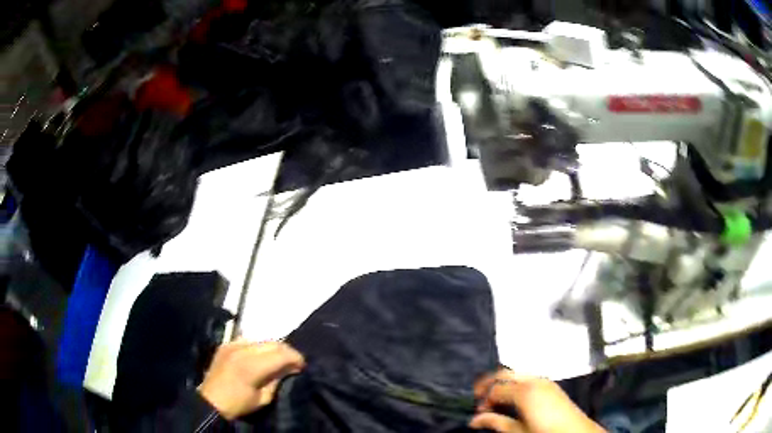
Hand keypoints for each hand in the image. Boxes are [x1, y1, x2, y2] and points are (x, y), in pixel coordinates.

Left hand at [198, 341, 304, 419]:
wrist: (211, 401)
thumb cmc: (239, 404)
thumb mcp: (263, 398)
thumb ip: (277, 380)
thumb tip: (289, 369)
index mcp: (252, 365)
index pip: (281, 354)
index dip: (296, 358)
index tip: (302, 366)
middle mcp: (243, 349)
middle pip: (273, 343)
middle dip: (287, 351)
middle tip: (293, 363)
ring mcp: (233, 344)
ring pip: (261, 339)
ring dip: (272, 348)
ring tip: (277, 360)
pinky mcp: (226, 344)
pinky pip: (248, 340)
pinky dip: (258, 347)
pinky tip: (259, 357)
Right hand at [469, 369, 604, 432]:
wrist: (575, 432)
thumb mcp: (518, 431)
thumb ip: (496, 422)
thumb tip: (474, 420)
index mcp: (524, 391)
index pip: (495, 389)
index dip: (483, 400)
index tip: (478, 414)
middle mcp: (534, 380)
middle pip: (504, 373)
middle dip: (489, 384)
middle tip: (480, 400)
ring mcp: (544, 380)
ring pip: (516, 374)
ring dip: (503, 384)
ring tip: (496, 402)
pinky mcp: (551, 385)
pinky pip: (528, 378)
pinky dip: (516, 385)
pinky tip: (513, 400)